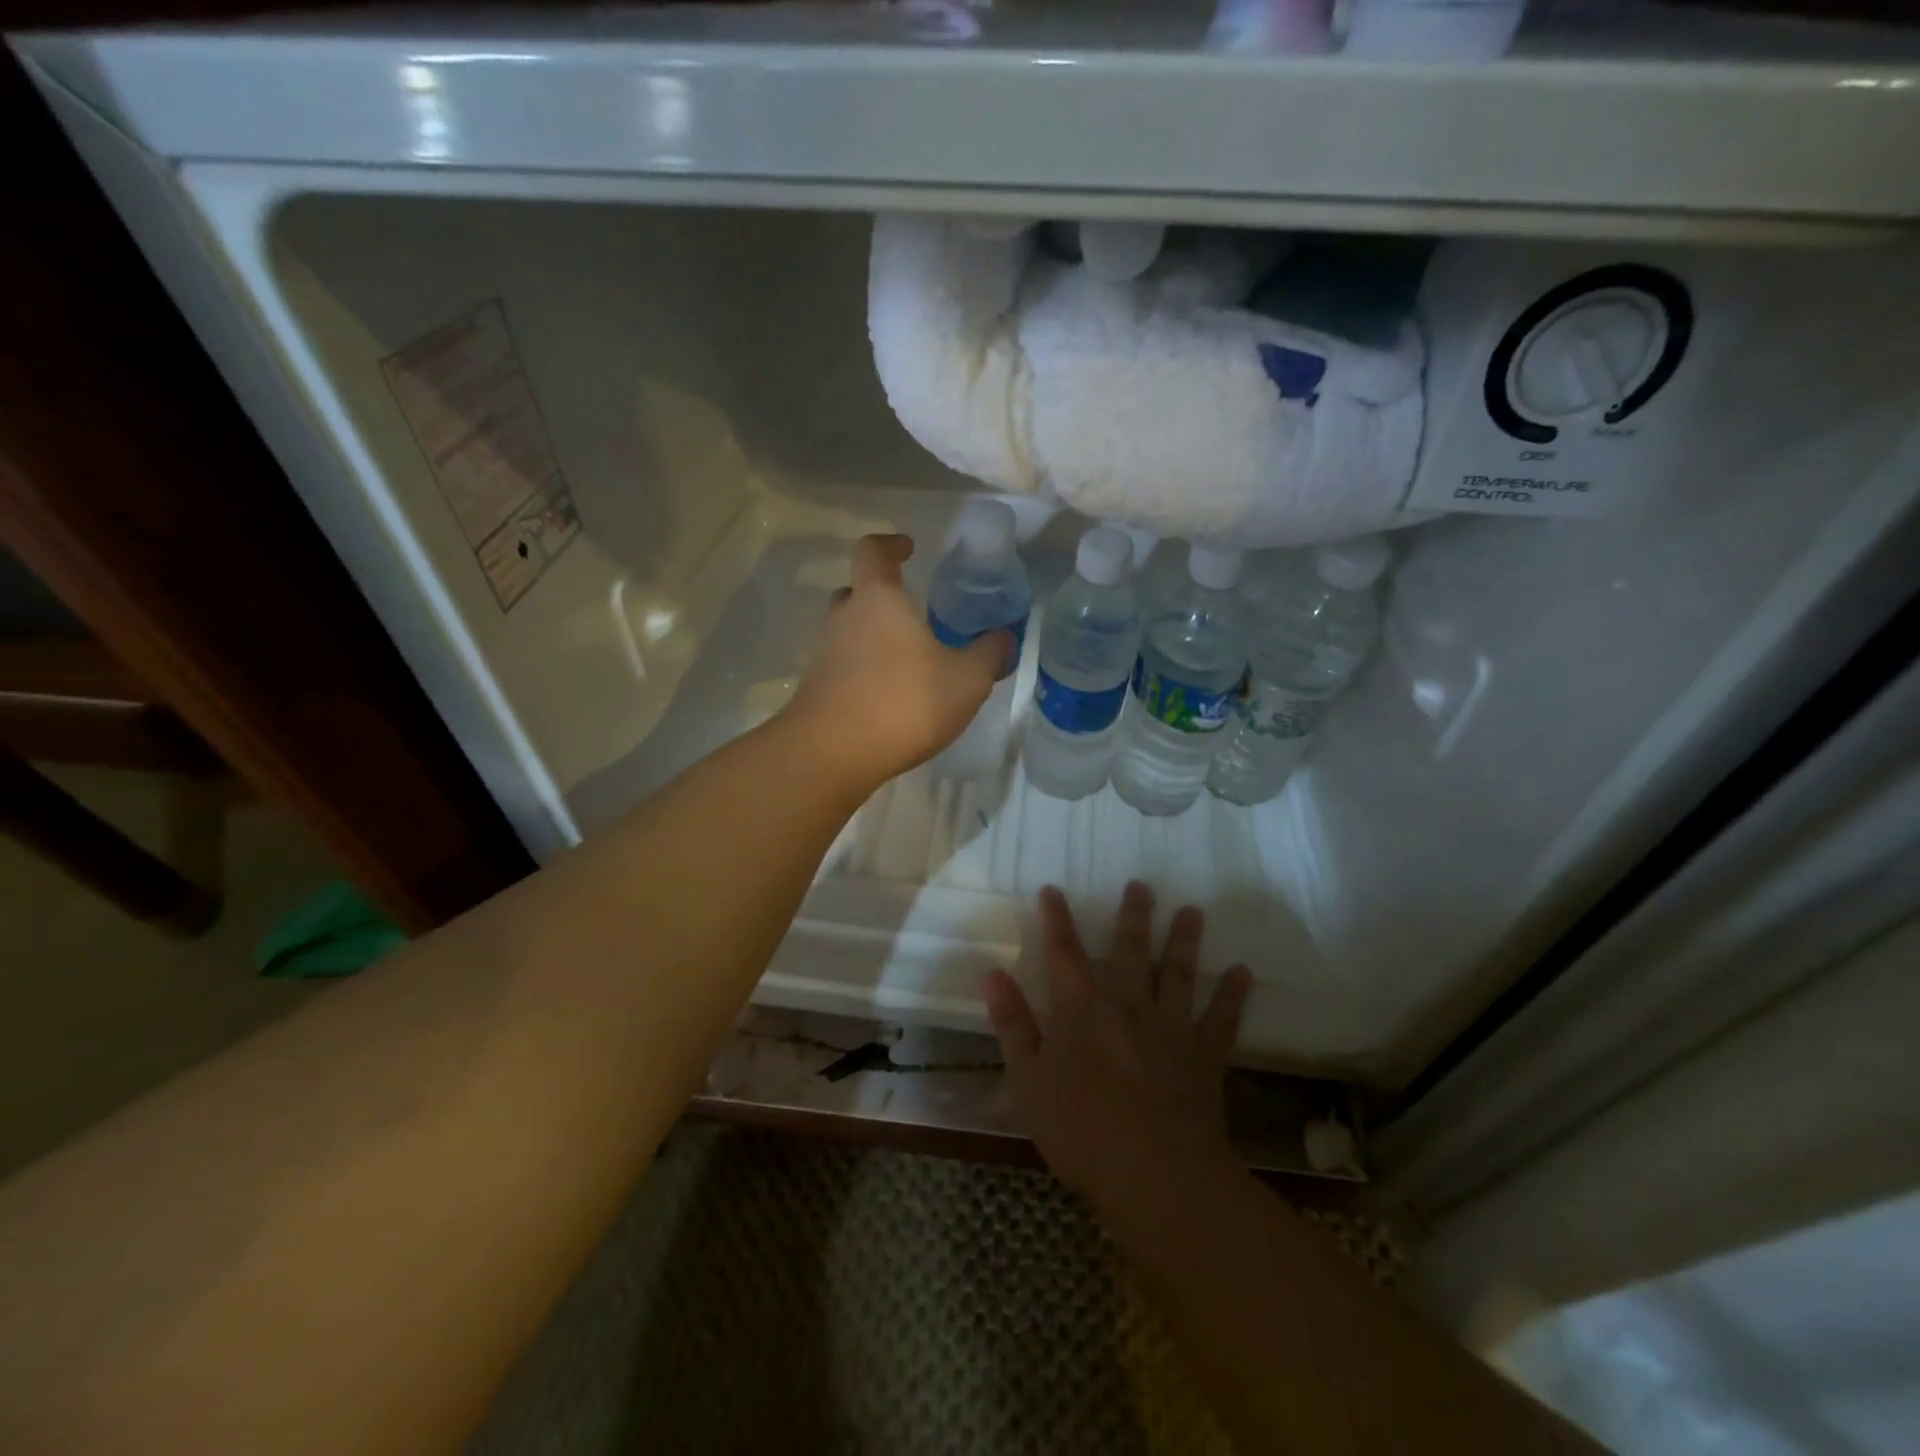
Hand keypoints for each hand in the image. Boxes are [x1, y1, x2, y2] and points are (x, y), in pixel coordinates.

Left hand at [785, 534, 1013, 786]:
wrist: (833, 754)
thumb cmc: (904, 701)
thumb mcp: (967, 679)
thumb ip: (989, 654)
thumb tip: (1005, 637)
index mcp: (878, 598)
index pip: (873, 551)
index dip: (889, 544)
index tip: (908, 548)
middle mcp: (843, 618)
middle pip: (856, 592)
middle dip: (882, 597)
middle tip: (911, 613)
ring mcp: (823, 654)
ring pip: (848, 632)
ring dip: (872, 638)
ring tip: (907, 660)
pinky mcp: (816, 689)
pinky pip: (843, 667)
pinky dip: (863, 671)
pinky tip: (890, 697)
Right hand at [984, 882, 1251, 1206]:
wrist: (1156, 1176)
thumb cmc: (1081, 1132)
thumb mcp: (1028, 1082)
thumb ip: (1013, 1025)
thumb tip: (992, 975)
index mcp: (1082, 1010)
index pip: (1065, 953)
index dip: (1058, 919)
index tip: (1054, 889)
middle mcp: (1129, 1006)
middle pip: (1131, 951)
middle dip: (1134, 916)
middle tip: (1142, 884)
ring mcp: (1172, 1028)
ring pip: (1179, 973)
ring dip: (1185, 940)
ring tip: (1193, 911)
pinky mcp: (1205, 1056)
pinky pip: (1223, 1019)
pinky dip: (1233, 995)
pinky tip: (1243, 972)